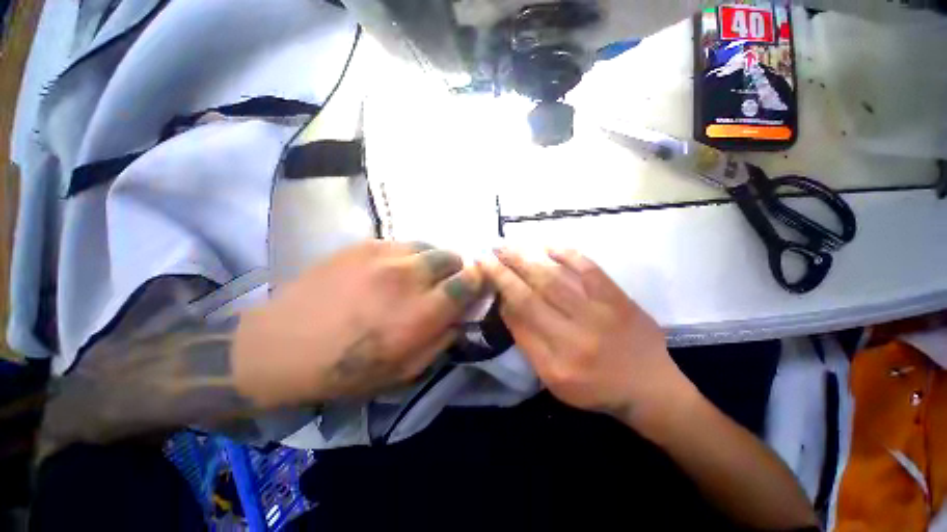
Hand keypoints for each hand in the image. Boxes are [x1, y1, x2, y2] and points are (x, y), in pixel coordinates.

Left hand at [233, 241, 484, 408]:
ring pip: (428, 246)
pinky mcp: (363, 245)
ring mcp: (384, 255)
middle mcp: (409, 277)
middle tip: (443, 283)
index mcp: (422, 312)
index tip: (476, 284)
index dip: (478, 280)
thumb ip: (442, 340)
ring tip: (417, 275)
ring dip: (431, 261)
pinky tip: (389, 271)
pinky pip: (401, 244)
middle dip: (455, 269)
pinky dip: (407, 256)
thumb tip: (460, 318)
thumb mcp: (405, 371)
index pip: (468, 282)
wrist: (283, 345)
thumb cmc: (347, 369)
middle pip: (451, 257)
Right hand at [483, 248, 695, 427]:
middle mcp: (576, 336)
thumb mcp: (553, 378)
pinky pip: (588, 268)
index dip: (501, 289)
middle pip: (533, 294)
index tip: (484, 270)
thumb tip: (507, 303)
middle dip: (506, 270)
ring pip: (555, 278)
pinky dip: (566, 253)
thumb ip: (527, 341)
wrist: (650, 387)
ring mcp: (599, 313)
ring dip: (528, 259)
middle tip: (490, 252)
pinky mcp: (617, 298)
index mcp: (557, 362)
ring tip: (508, 246)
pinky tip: (546, 245)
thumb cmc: (595, 388)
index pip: (520, 317)